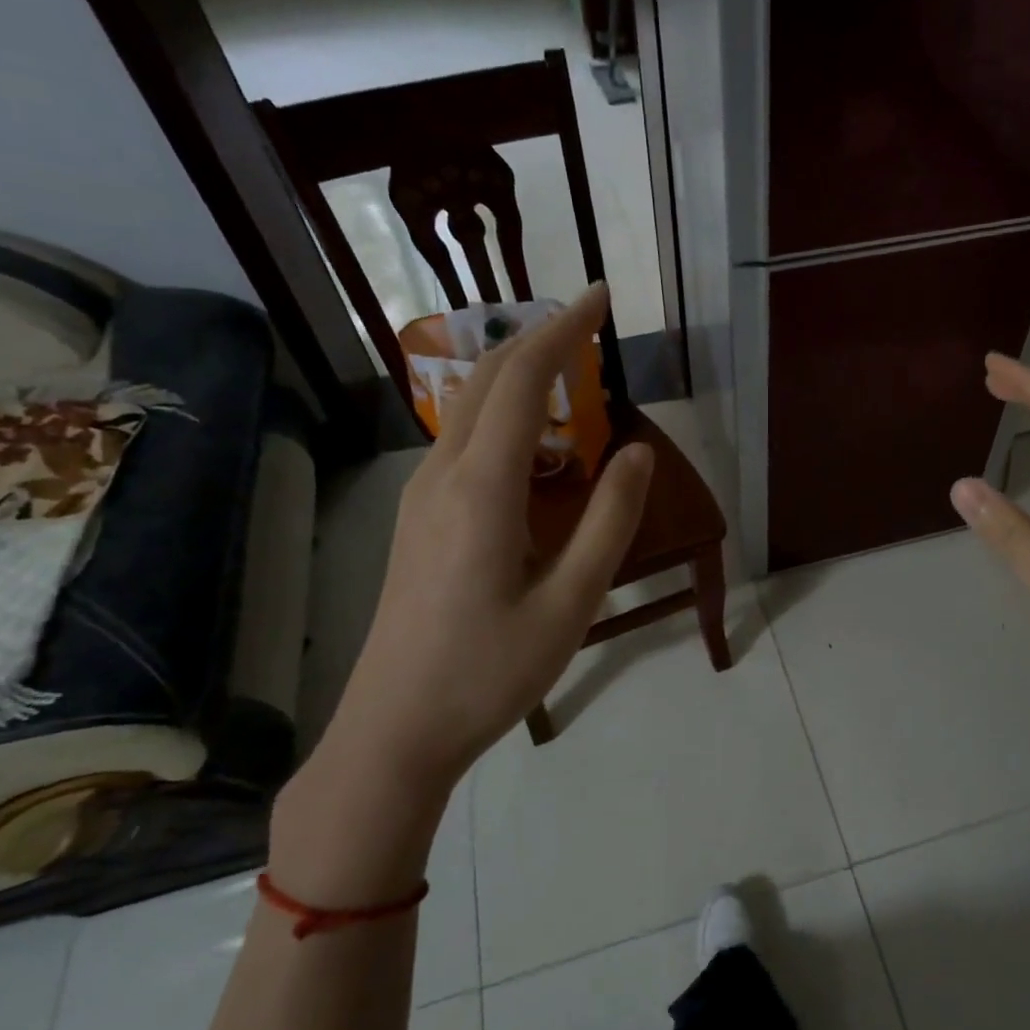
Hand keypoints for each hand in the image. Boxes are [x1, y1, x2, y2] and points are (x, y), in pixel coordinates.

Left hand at [326, 284, 653, 786]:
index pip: (523, 377)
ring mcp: (421, 496)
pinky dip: (503, 414)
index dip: (565, 329)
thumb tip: (636, 452)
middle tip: (594, 324)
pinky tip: (533, 445)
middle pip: (487, 377)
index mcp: (482, 488)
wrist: (394, 732)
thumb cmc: (490, 672)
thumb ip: (610, 522)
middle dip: (541, 336)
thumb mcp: (571, 603)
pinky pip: (462, 441)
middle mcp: (443, 475)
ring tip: (573, 376)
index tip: (601, 297)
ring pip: (469, 407)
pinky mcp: (417, 519)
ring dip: (519, 374)